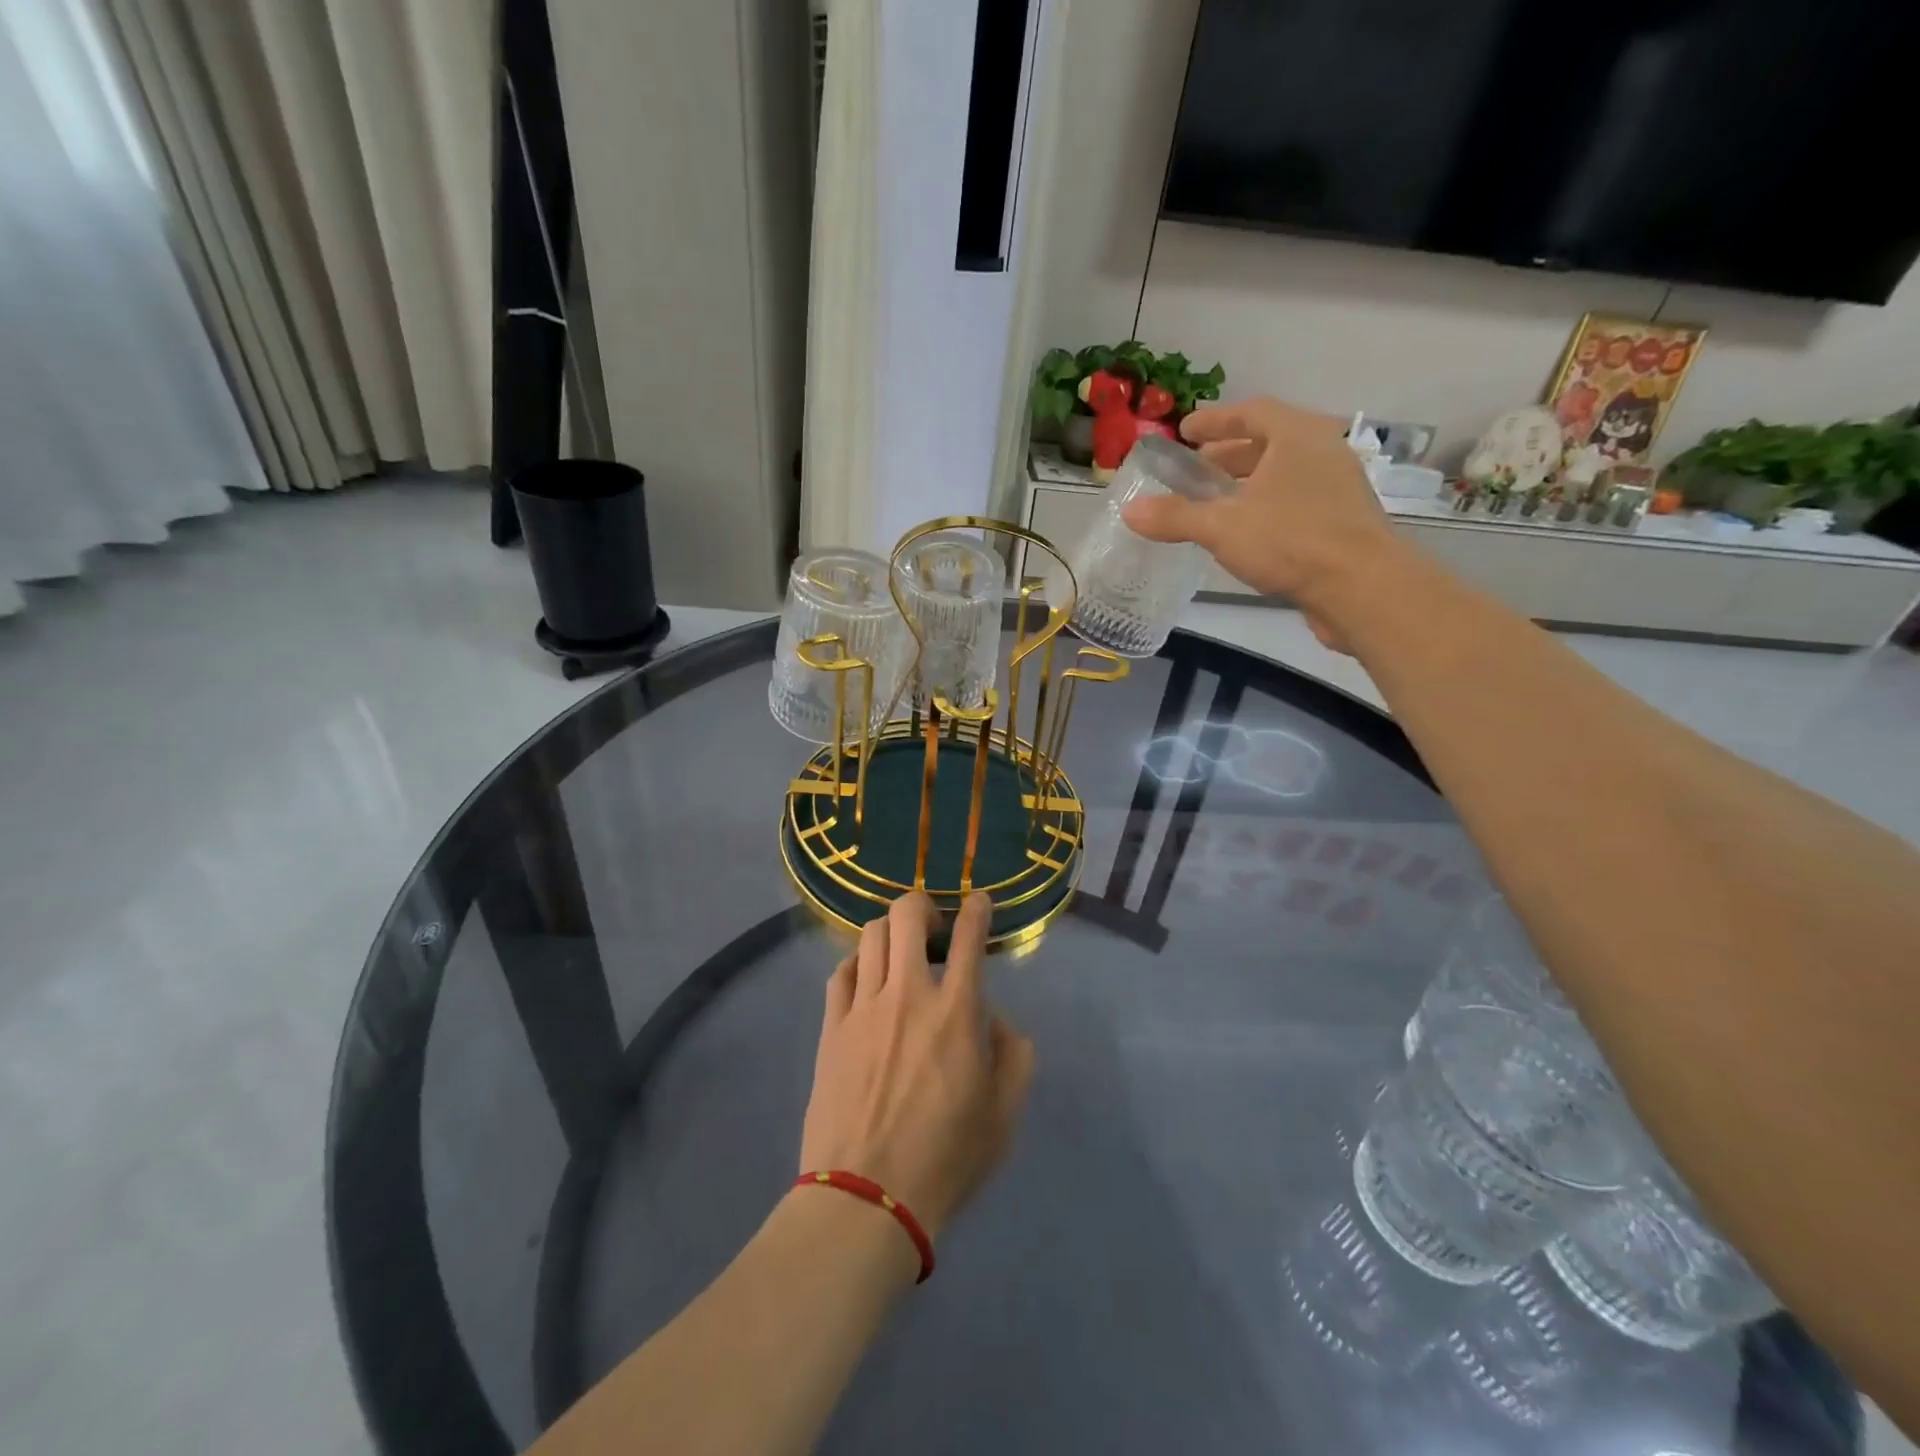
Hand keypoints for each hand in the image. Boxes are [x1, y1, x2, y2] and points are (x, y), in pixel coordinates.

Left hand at [800, 892, 1035, 1241]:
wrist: (866, 1198)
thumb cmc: (945, 1160)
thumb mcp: (1004, 1115)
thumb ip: (1014, 1056)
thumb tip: (995, 1020)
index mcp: (957, 1012)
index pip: (970, 937)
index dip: (977, 909)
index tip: (978, 901)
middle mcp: (908, 994)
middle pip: (907, 915)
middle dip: (923, 907)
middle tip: (934, 929)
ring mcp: (864, 1008)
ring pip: (870, 936)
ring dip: (890, 933)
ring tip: (900, 954)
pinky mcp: (831, 1027)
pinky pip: (841, 972)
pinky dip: (858, 964)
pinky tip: (866, 981)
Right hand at [1121, 397, 1403, 650]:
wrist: (1362, 587)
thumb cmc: (1291, 541)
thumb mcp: (1222, 527)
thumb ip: (1175, 517)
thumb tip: (1130, 512)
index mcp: (1297, 436)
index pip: (1252, 412)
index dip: (1216, 420)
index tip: (1186, 431)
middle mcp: (1322, 452)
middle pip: (1269, 442)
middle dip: (1229, 455)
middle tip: (1195, 470)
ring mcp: (1338, 487)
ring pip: (1283, 474)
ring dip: (1247, 483)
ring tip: (1214, 503)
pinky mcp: (1343, 522)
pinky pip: (1295, 501)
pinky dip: (1266, 507)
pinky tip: (1245, 533)